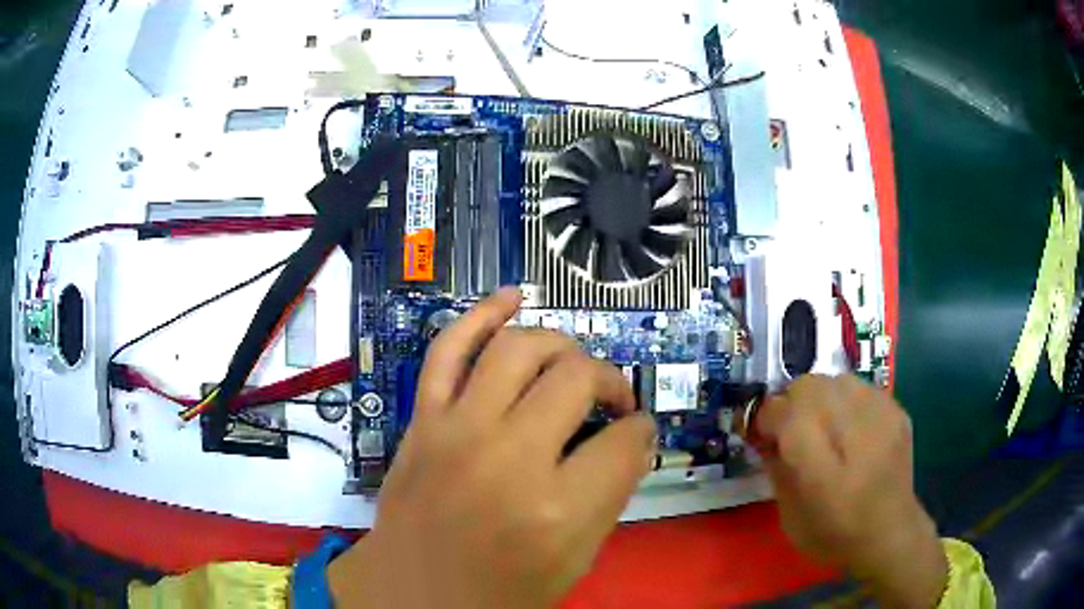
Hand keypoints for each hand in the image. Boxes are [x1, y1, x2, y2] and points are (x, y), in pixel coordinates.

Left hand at [329, 288, 655, 607]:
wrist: (411, 595)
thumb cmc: (499, 593)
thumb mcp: (575, 561)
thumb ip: (610, 496)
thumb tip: (631, 439)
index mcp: (556, 511)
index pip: (626, 441)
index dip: (640, 433)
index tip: (636, 433)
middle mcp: (508, 459)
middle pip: (577, 379)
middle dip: (610, 382)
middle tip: (611, 401)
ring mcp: (458, 431)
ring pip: (520, 349)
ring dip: (560, 347)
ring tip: (572, 366)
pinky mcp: (424, 420)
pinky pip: (448, 348)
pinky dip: (481, 313)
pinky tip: (511, 297)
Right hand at [756, 375, 947, 608]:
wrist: (890, 533)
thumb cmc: (834, 535)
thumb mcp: (790, 516)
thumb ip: (776, 469)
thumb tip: (765, 433)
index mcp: (823, 473)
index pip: (785, 415)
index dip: (766, 417)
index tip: (763, 433)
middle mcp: (856, 435)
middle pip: (809, 386)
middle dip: (791, 403)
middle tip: (791, 429)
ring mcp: (882, 416)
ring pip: (834, 379)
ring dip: (818, 397)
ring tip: (821, 425)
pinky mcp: (897, 410)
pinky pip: (859, 386)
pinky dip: (844, 399)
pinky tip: (848, 427)